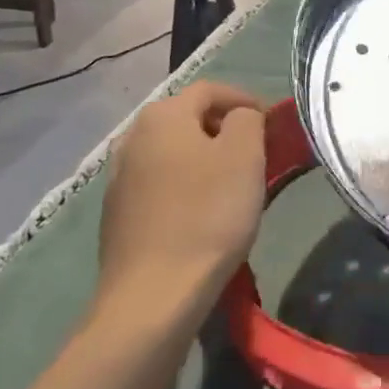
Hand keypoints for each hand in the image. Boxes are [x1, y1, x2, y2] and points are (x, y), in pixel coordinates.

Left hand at [97, 81, 267, 309]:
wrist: (152, 298)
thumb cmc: (207, 215)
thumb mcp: (244, 155)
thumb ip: (247, 119)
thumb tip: (239, 117)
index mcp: (162, 115)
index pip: (211, 90)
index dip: (245, 100)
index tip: (272, 125)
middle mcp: (133, 137)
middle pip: (188, 119)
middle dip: (224, 129)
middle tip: (256, 154)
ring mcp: (119, 178)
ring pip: (173, 153)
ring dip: (204, 159)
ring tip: (232, 185)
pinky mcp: (116, 216)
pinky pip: (159, 184)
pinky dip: (184, 187)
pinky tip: (201, 215)